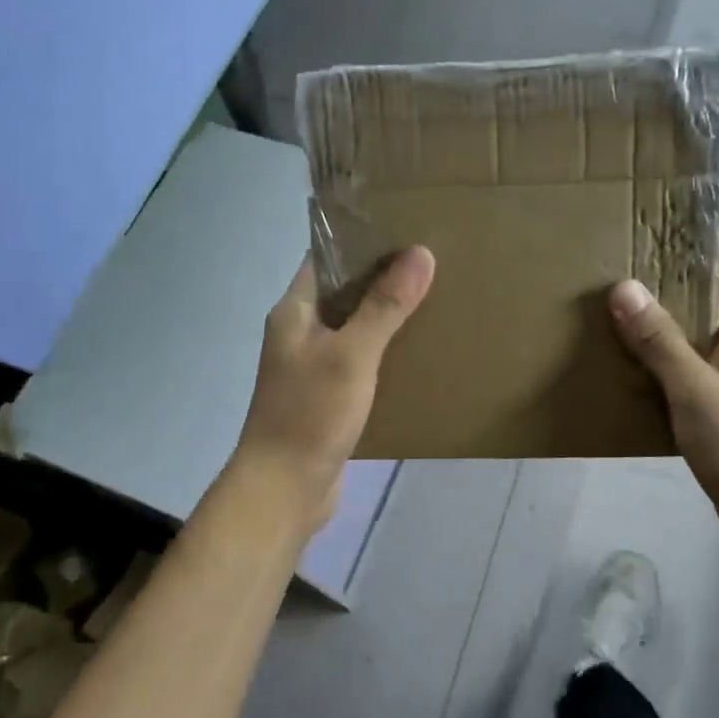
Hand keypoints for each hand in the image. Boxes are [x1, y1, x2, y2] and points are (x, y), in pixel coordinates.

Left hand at [234, 247, 435, 533]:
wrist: (283, 490)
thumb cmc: (310, 414)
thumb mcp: (352, 355)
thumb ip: (385, 306)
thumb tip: (420, 253)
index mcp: (295, 311)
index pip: (326, 257)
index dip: (361, 238)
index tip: (406, 227)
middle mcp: (300, 332)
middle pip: (344, 290)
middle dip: (384, 277)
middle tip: (432, 261)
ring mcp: (312, 365)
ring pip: (354, 327)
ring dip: (387, 315)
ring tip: (434, 298)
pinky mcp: (327, 395)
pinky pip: (359, 359)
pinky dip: (384, 350)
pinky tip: (418, 350)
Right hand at [609, 268, 718, 554]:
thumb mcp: (694, 390)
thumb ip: (659, 340)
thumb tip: (623, 287)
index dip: (692, 241)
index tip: (650, 224)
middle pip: (703, 296)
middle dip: (663, 280)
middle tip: (613, 264)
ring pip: (691, 333)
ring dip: (658, 321)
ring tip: (610, 307)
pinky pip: (686, 366)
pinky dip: (659, 358)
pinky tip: (626, 362)